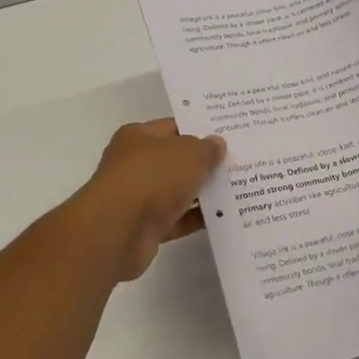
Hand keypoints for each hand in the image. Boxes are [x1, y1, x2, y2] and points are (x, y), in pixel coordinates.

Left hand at [77, 119, 225, 281]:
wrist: (118, 230)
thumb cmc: (152, 178)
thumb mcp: (190, 154)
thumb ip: (207, 148)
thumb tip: (217, 144)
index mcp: (138, 137)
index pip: (174, 127)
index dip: (200, 130)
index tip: (228, 136)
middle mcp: (135, 164)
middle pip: (176, 160)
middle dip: (204, 163)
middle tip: (239, 163)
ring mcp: (138, 197)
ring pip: (178, 191)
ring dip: (203, 193)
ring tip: (240, 190)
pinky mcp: (145, 227)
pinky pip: (177, 219)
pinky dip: (196, 219)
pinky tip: (224, 217)